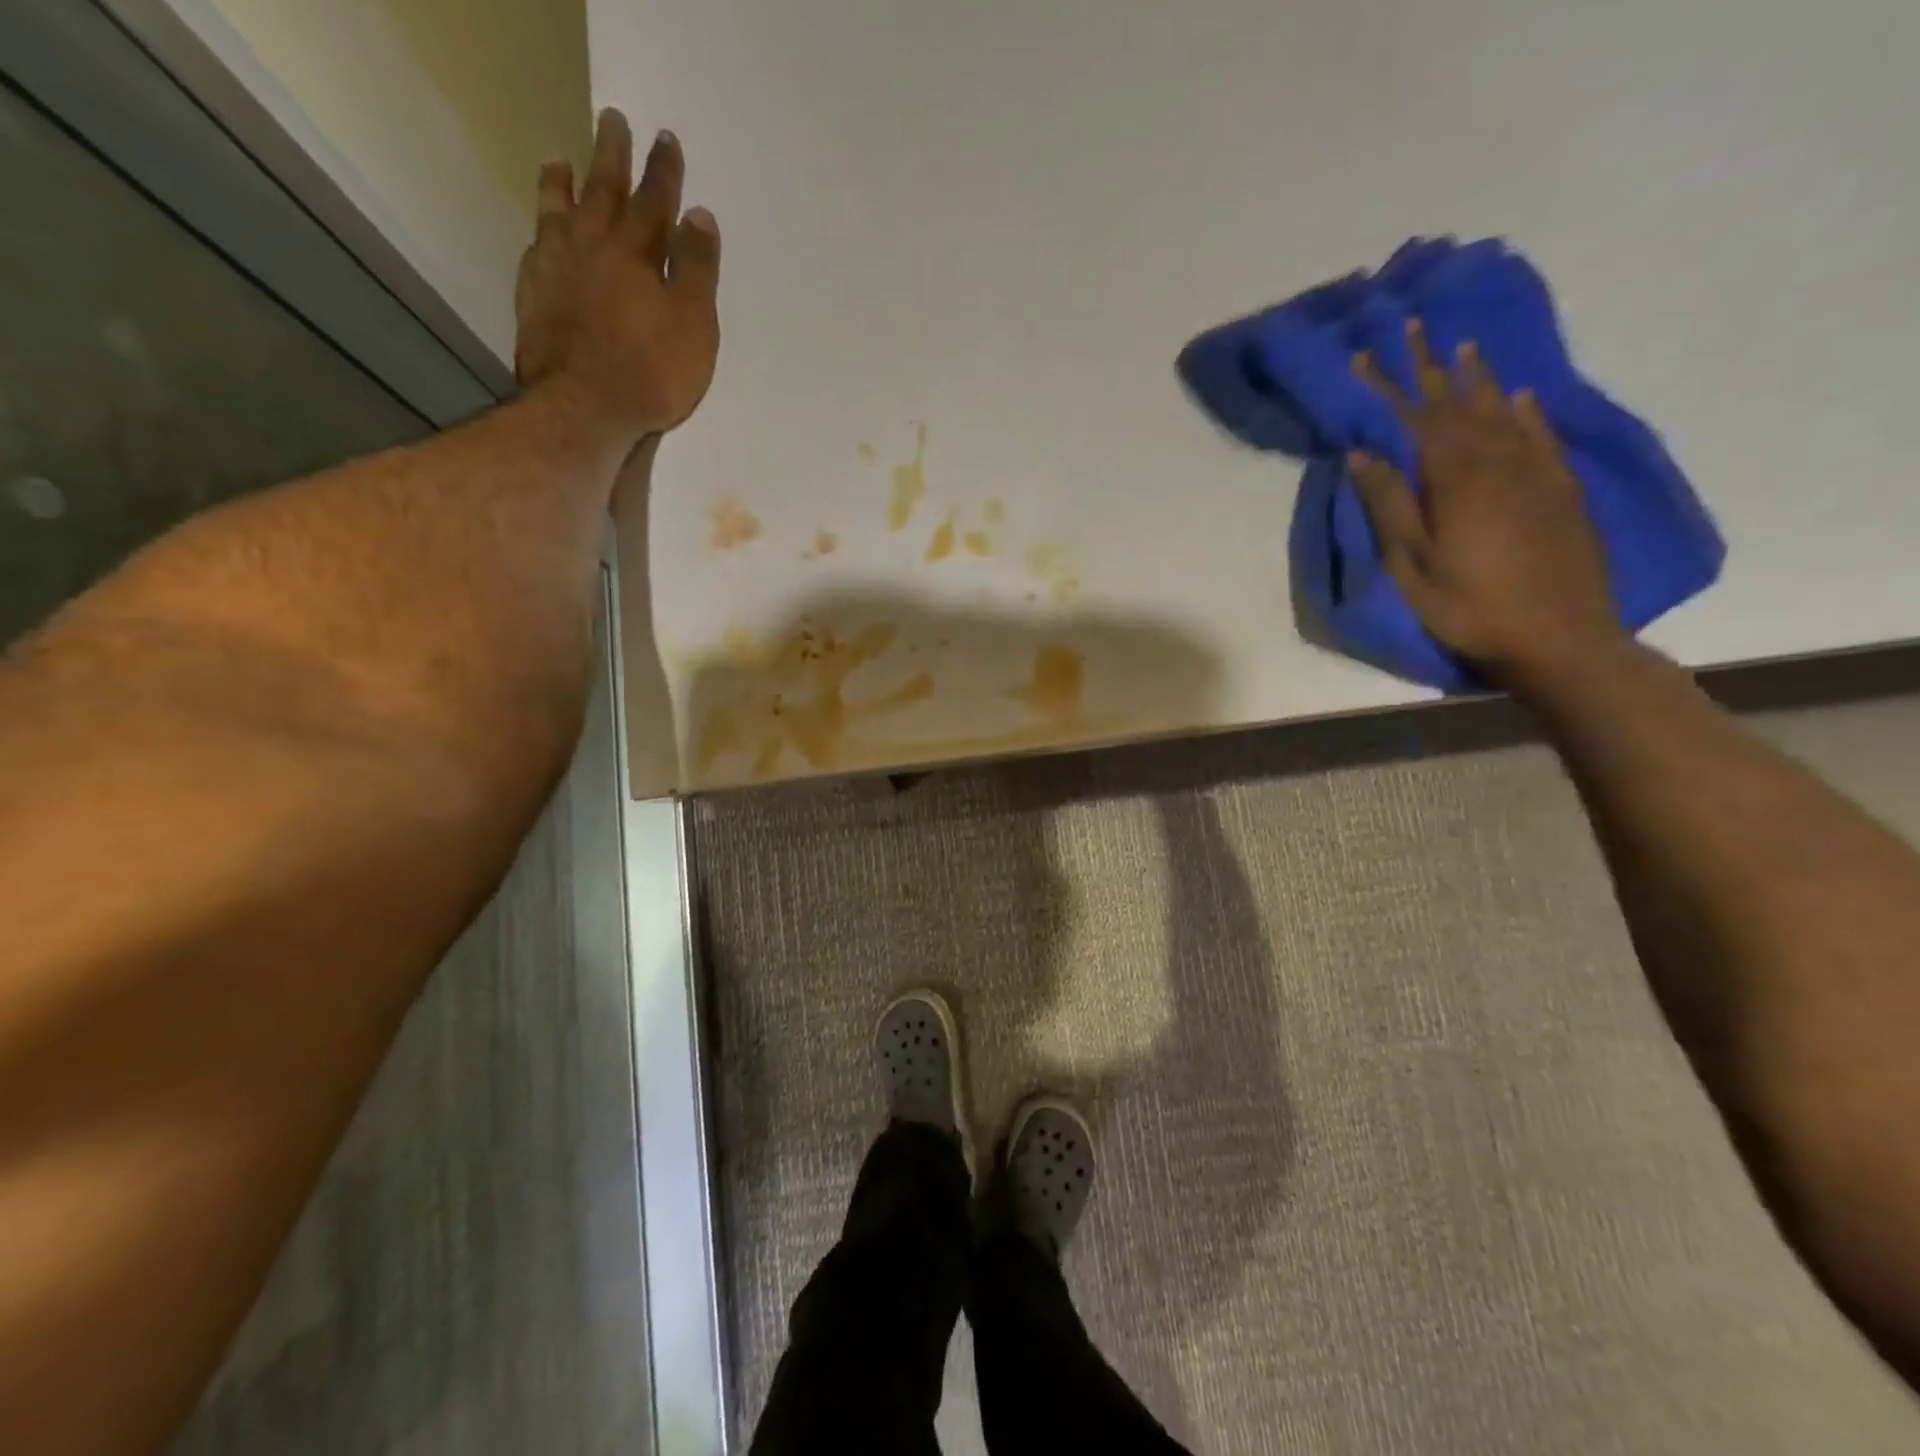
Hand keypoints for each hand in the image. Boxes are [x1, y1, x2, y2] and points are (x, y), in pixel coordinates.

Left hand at [515, 110, 721, 442]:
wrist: (584, 409)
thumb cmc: (651, 372)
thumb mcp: (693, 324)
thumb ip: (695, 269)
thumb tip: (699, 215)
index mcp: (636, 254)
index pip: (654, 202)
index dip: (663, 172)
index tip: (665, 139)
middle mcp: (592, 248)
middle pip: (603, 192)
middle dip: (612, 156)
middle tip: (611, 120)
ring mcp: (556, 270)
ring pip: (559, 212)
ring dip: (563, 184)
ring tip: (560, 160)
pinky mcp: (534, 297)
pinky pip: (536, 247)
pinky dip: (542, 230)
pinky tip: (542, 229)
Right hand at [1348, 322, 1623, 685]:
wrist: (1559, 637)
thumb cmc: (1469, 607)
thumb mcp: (1412, 565)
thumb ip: (1389, 506)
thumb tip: (1363, 453)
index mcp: (1456, 479)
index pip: (1414, 418)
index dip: (1388, 386)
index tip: (1364, 355)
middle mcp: (1499, 462)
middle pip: (1459, 404)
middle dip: (1432, 366)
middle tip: (1415, 326)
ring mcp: (1536, 473)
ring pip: (1502, 412)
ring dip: (1478, 378)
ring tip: (1463, 346)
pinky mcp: (1560, 490)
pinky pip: (1541, 436)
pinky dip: (1527, 411)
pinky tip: (1518, 396)